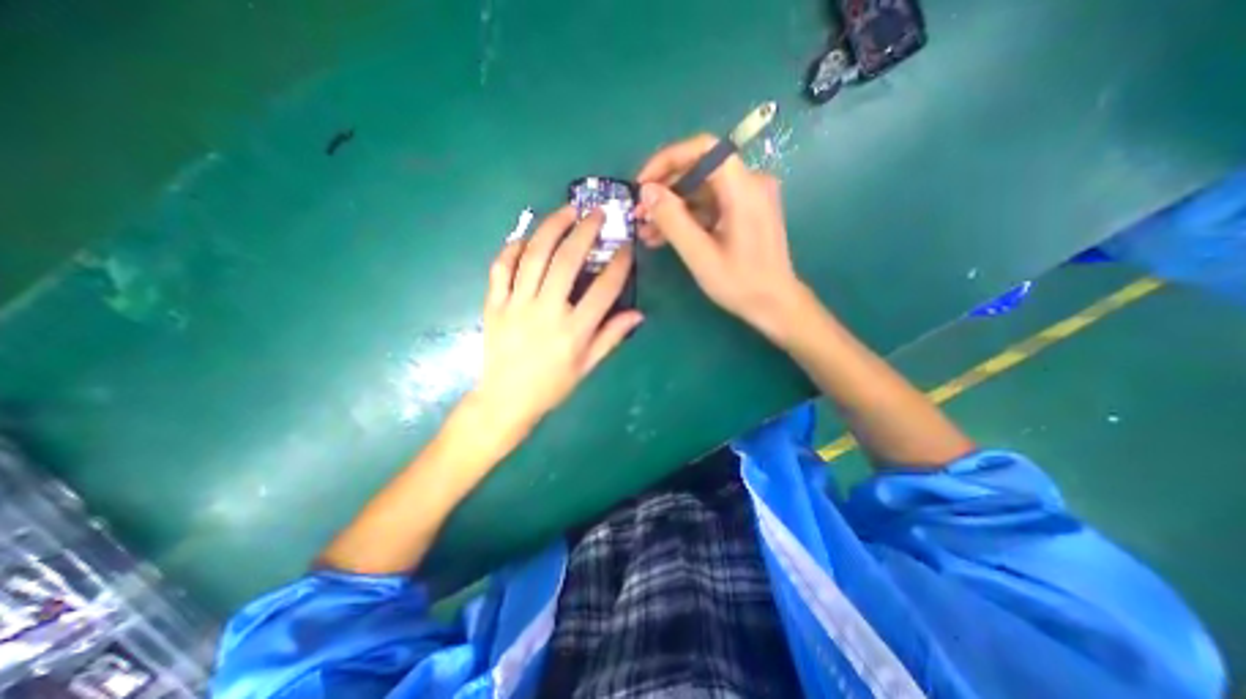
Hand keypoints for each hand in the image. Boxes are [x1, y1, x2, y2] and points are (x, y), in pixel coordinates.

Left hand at [468, 201, 640, 443]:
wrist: (506, 400)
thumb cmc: (552, 386)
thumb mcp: (587, 366)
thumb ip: (611, 337)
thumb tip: (638, 314)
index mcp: (574, 331)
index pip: (603, 289)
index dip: (619, 264)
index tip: (626, 247)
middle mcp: (546, 312)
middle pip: (566, 262)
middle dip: (584, 231)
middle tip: (596, 213)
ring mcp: (516, 305)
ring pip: (533, 256)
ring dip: (551, 228)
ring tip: (566, 210)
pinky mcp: (494, 305)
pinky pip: (500, 268)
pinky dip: (513, 247)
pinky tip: (526, 236)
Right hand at [635, 131, 801, 336]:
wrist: (774, 304)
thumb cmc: (740, 283)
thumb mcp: (700, 255)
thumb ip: (672, 220)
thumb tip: (646, 191)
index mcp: (744, 188)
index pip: (703, 149)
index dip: (667, 160)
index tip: (642, 183)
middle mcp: (750, 183)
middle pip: (699, 170)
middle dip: (665, 190)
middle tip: (639, 214)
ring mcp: (748, 198)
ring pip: (701, 190)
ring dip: (672, 208)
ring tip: (646, 231)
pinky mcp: (745, 212)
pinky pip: (710, 206)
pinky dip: (687, 218)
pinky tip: (664, 236)